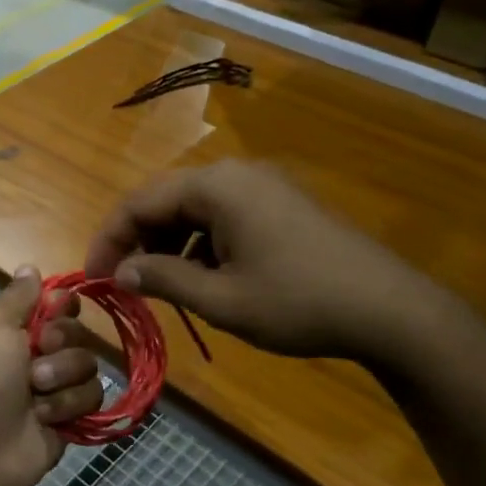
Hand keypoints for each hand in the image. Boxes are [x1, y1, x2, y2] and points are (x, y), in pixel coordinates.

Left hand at [0, 268, 104, 485]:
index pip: (54, 303)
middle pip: (76, 331)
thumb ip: (19, 295)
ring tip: (35, 396)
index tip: (55, 312)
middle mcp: (32, 353)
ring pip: (88, 365)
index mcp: (9, 326)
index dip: (61, 306)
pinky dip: (69, 406)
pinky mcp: (67, 418)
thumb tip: (29, 267)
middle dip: (60, 345)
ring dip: (62, 379)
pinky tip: (45, 418)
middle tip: (35, 360)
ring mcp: (51, 387)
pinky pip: (92, 398)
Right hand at [85, 160, 450, 367]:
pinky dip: (201, 244)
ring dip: (169, 244)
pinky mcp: (281, 204)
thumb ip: (164, 280)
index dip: (109, 239)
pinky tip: (204, 277)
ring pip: (194, 209)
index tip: (93, 277)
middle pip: (165, 200)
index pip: (139, 202)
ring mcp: (262, 187)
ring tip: (161, 286)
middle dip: (138, 241)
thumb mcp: (222, 300)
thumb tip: (121, 273)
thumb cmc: (299, 303)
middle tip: (124, 284)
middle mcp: (235, 174)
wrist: (392, 311)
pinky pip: (223, 216)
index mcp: (216, 187)